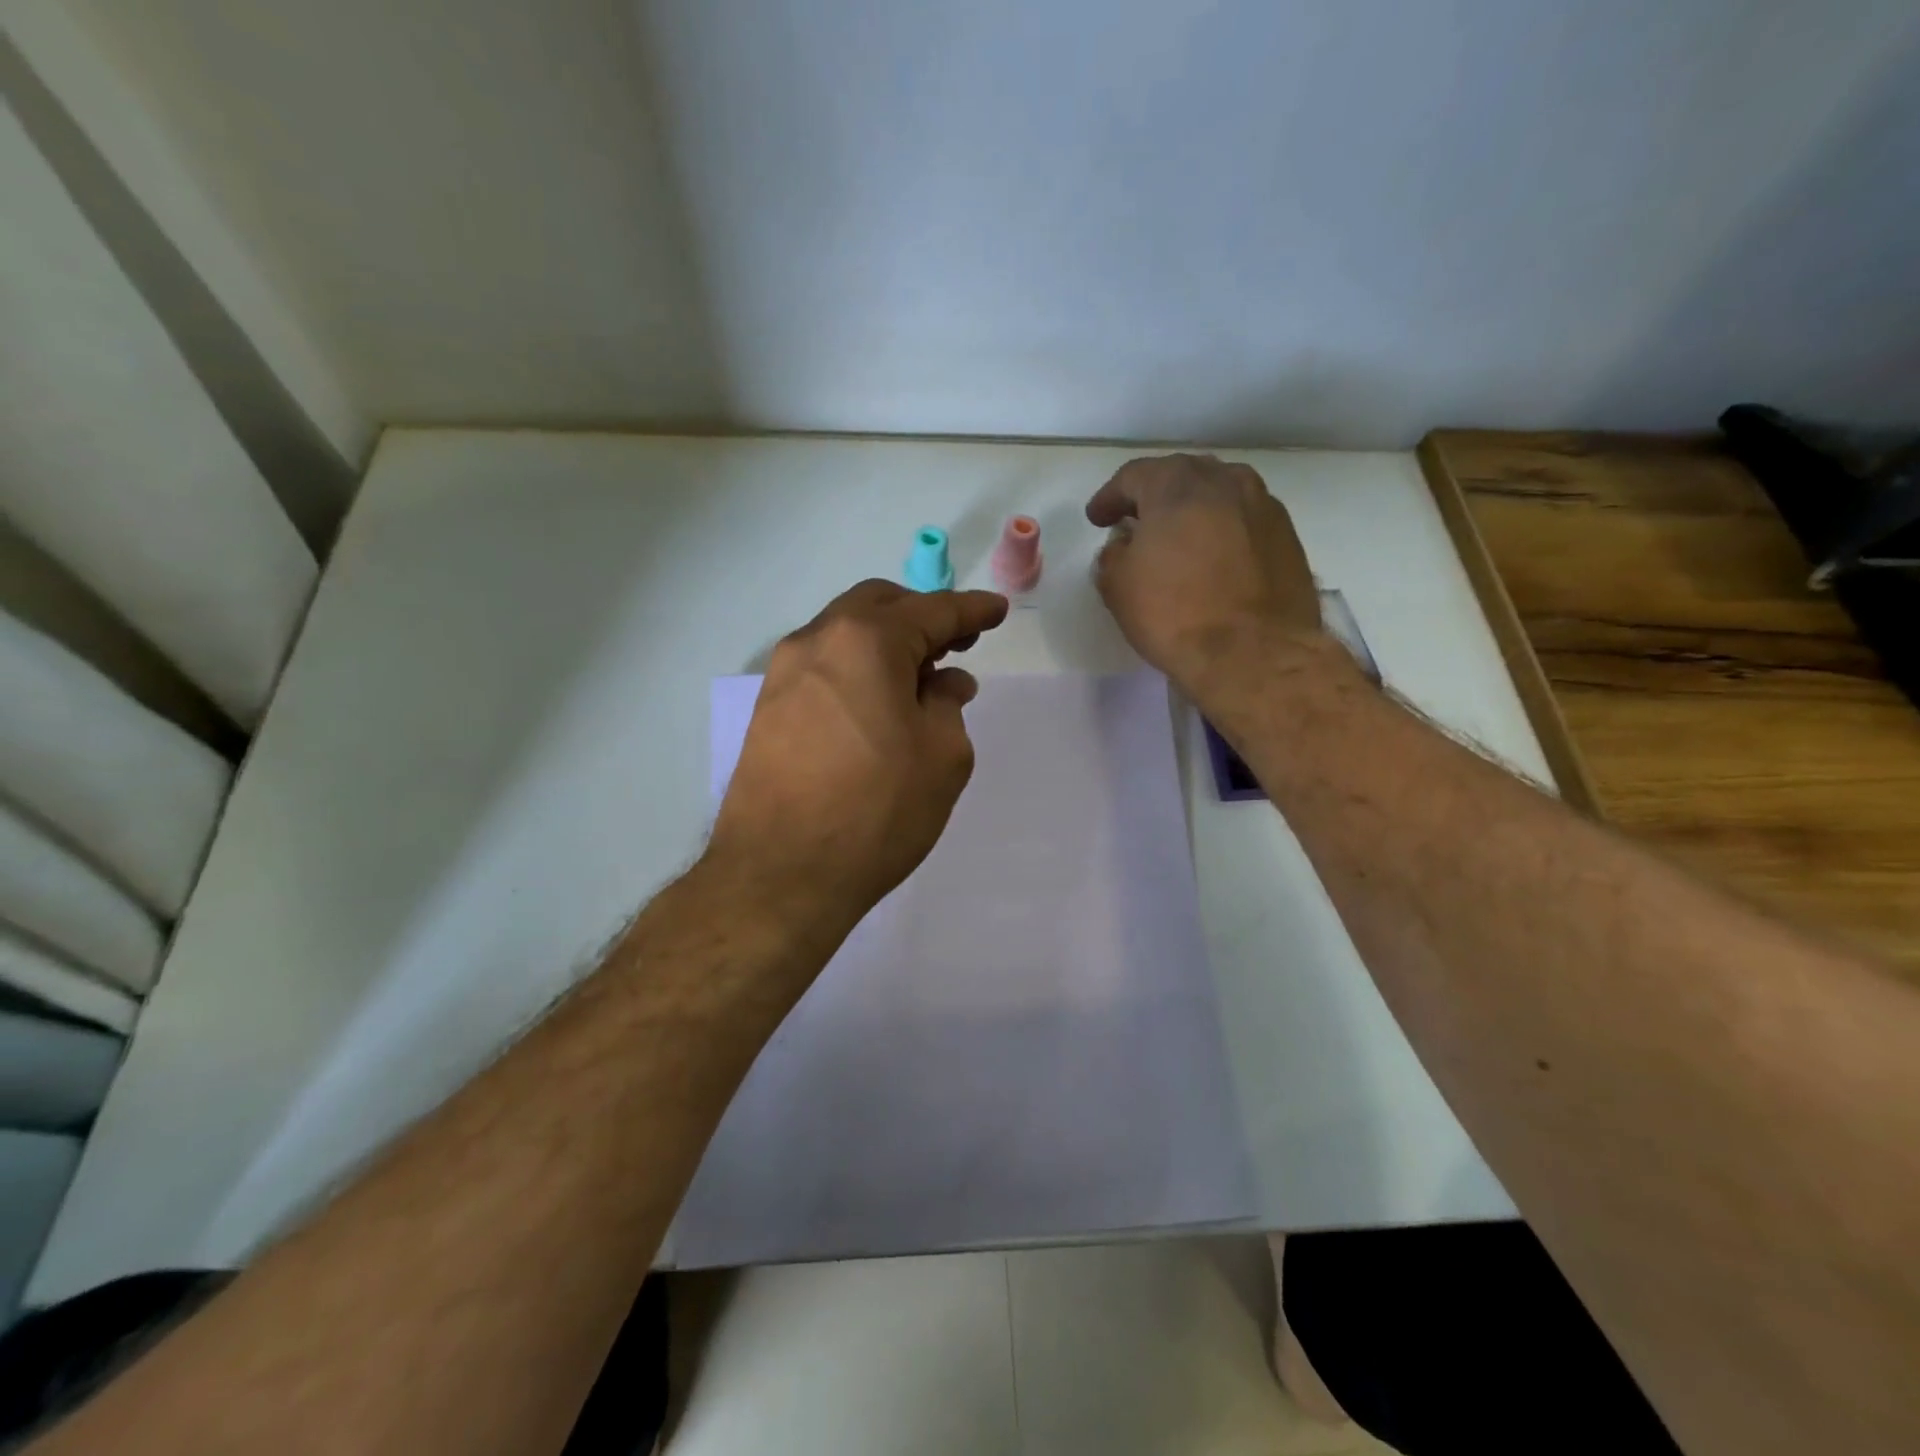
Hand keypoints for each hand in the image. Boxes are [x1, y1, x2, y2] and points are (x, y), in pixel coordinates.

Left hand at [707, 579, 1008, 934]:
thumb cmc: (877, 810)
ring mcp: (784, 674)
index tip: (997, 610)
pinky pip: (824, 668)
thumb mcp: (942, 756)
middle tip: (958, 644)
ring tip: (920, 679)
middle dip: (923, 616)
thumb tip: (944, 682)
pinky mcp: (768, 709)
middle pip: (879, 607)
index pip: (932, 611)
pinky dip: (858, 669)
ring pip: (846, 635)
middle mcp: (817, 641)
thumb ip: (948, 705)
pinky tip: (878, 704)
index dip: (971, 610)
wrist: (781, 874)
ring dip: (887, 643)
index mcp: (866, 641)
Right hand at [1087, 454, 1325, 696]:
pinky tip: (1214, 557)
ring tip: (1179, 536)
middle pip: (1181, 475)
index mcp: (1177, 485)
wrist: (1256, 653)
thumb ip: (1113, 555)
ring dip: (1194, 508)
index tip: (1098, 519)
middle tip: (1136, 521)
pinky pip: (1244, 520)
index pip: (1134, 476)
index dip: (1110, 497)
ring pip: (1219, 493)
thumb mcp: (1118, 587)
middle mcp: (1225, 482)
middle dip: (1154, 495)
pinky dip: (1223, 530)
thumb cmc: (1175, 615)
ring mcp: (1263, 506)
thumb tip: (1125, 546)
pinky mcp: (1287, 536)